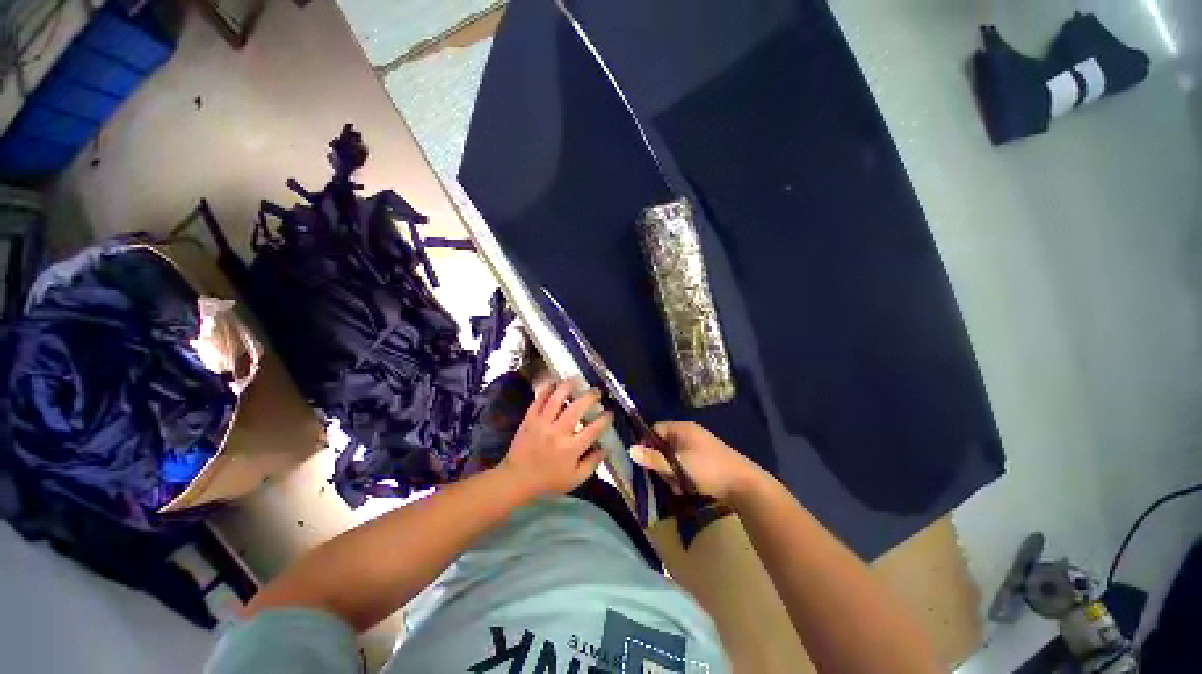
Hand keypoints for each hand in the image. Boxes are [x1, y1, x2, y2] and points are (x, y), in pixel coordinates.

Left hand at [500, 378, 612, 498]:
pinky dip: (547, 389)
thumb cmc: (548, 481)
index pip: (593, 429)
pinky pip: (539, 399)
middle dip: (590, 397)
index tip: (610, 412)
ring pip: (557, 398)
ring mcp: (542, 423)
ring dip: (569, 386)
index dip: (605, 418)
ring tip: (577, 379)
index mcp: (571, 448)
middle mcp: (558, 432)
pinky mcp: (529, 419)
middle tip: (597, 391)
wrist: (517, 479)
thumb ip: (592, 463)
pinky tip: (554, 382)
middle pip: (577, 408)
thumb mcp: (575, 479)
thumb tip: (606, 448)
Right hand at [629, 421, 764, 501]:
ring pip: (674, 458)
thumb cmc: (708, 469)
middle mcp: (690, 434)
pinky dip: (683, 476)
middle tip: (664, 477)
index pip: (656, 429)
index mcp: (682, 429)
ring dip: (672, 472)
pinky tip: (687, 489)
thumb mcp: (677, 465)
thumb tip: (630, 450)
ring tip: (678, 486)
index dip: (647, 443)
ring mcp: (699, 447)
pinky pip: (686, 465)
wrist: (744, 485)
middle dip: (661, 463)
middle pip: (664, 445)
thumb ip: (654, 459)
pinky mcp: (706, 460)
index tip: (644, 461)